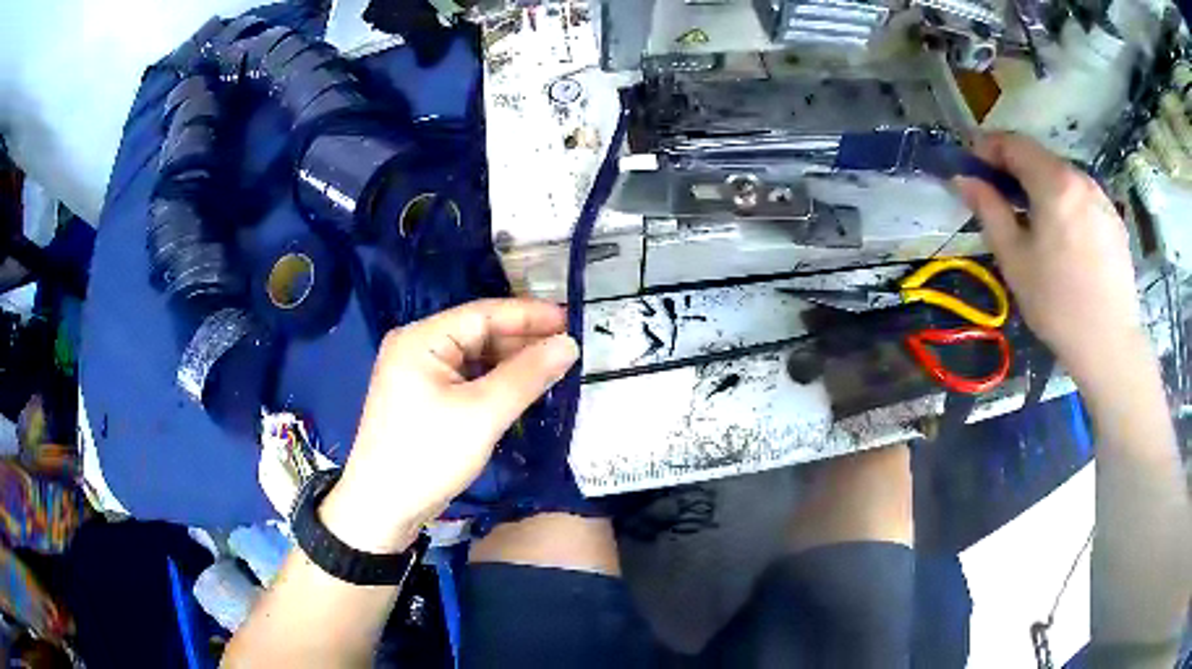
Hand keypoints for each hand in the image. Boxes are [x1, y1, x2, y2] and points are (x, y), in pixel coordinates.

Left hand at [319, 299, 578, 552]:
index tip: (571, 320)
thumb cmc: (428, 456)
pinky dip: (493, 383)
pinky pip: (465, 379)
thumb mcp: (482, 414)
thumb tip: (569, 345)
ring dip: (510, 364)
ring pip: (474, 358)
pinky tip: (521, 390)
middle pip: (478, 334)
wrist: (383, 508)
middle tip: (568, 350)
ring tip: (552, 369)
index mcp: (421, 339)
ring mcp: (417, 374)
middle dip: (522, 342)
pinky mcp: (421, 398)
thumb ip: (527, 375)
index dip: (529, 316)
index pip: (483, 314)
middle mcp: (416, 347)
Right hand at [957, 132, 1143, 384]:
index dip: (987, 148)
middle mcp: (1080, 177)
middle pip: (1040, 157)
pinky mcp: (1114, 220)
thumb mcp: (1015, 259)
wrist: (1110, 346)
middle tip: (1002, 199)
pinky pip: (1083, 198)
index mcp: (1053, 181)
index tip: (973, 167)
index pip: (1013, 143)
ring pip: (1063, 178)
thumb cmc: (1058, 305)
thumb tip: (963, 179)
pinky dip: (1067, 204)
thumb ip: (989, 210)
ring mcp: (1101, 198)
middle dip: (1016, 170)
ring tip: (1036, 223)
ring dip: (1043, 187)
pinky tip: (1066, 240)